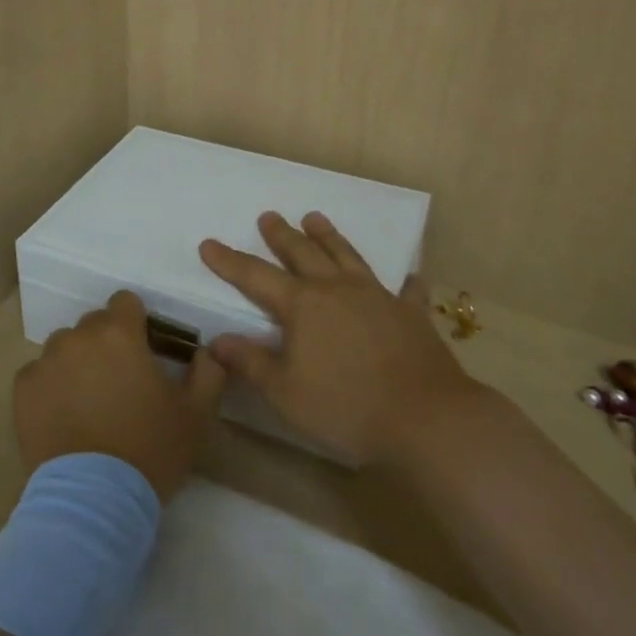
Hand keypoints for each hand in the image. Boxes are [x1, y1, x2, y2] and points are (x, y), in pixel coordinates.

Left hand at [14, 291, 225, 501]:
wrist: (93, 500)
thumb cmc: (150, 450)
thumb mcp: (197, 414)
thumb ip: (208, 372)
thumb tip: (205, 351)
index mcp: (120, 333)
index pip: (126, 302)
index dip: (137, 322)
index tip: (144, 350)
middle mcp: (79, 336)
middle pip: (94, 324)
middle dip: (108, 343)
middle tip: (120, 382)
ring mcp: (46, 361)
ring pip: (65, 347)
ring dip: (77, 362)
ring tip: (89, 401)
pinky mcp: (23, 389)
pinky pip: (39, 374)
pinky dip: (50, 386)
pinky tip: (63, 416)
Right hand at [199, 211, 477, 465]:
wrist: (426, 419)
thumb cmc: (346, 408)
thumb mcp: (285, 393)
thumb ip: (251, 363)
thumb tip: (216, 340)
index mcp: (302, 306)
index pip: (255, 276)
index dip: (229, 260)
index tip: (209, 243)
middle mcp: (336, 290)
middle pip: (302, 253)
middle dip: (282, 235)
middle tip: (269, 216)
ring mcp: (377, 297)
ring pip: (346, 256)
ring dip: (328, 236)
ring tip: (315, 218)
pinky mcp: (411, 314)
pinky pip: (407, 289)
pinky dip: (405, 280)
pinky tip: (409, 273)